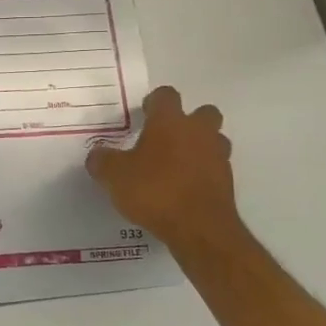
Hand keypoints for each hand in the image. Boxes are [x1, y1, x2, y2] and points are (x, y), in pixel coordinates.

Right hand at [86, 87, 245, 266]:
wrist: (199, 229)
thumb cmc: (154, 191)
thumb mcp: (114, 176)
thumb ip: (103, 161)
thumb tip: (97, 155)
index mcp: (170, 122)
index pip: (166, 95)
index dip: (154, 102)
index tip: (143, 115)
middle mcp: (198, 132)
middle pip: (203, 112)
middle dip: (187, 121)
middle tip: (165, 137)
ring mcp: (218, 157)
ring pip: (214, 140)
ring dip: (199, 146)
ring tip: (175, 164)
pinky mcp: (227, 183)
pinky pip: (215, 168)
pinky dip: (202, 173)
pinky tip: (183, 189)